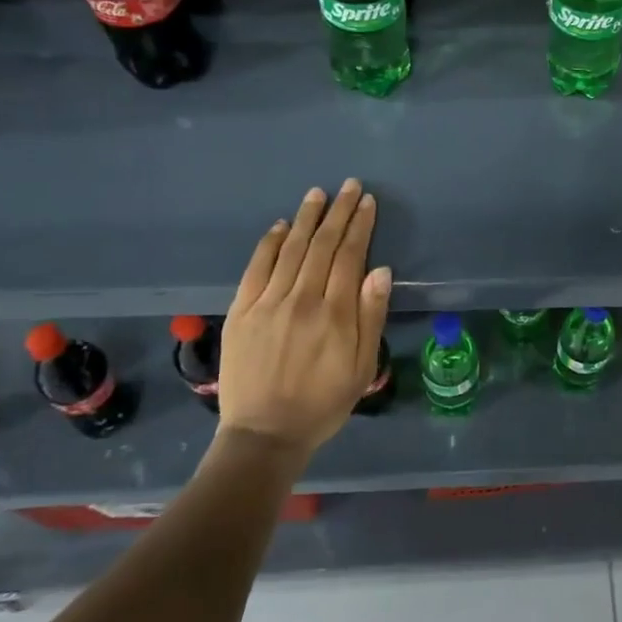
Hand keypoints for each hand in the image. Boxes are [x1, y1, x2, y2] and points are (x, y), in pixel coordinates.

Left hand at [217, 179, 392, 455]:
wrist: (264, 435)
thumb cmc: (323, 403)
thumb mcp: (362, 367)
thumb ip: (371, 316)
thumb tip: (380, 270)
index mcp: (335, 314)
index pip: (350, 256)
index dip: (360, 226)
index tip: (367, 202)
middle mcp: (302, 299)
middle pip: (323, 245)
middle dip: (338, 212)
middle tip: (349, 186)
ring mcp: (267, 303)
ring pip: (292, 249)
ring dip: (307, 218)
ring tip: (318, 194)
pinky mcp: (241, 311)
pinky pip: (257, 268)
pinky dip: (270, 243)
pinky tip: (281, 226)